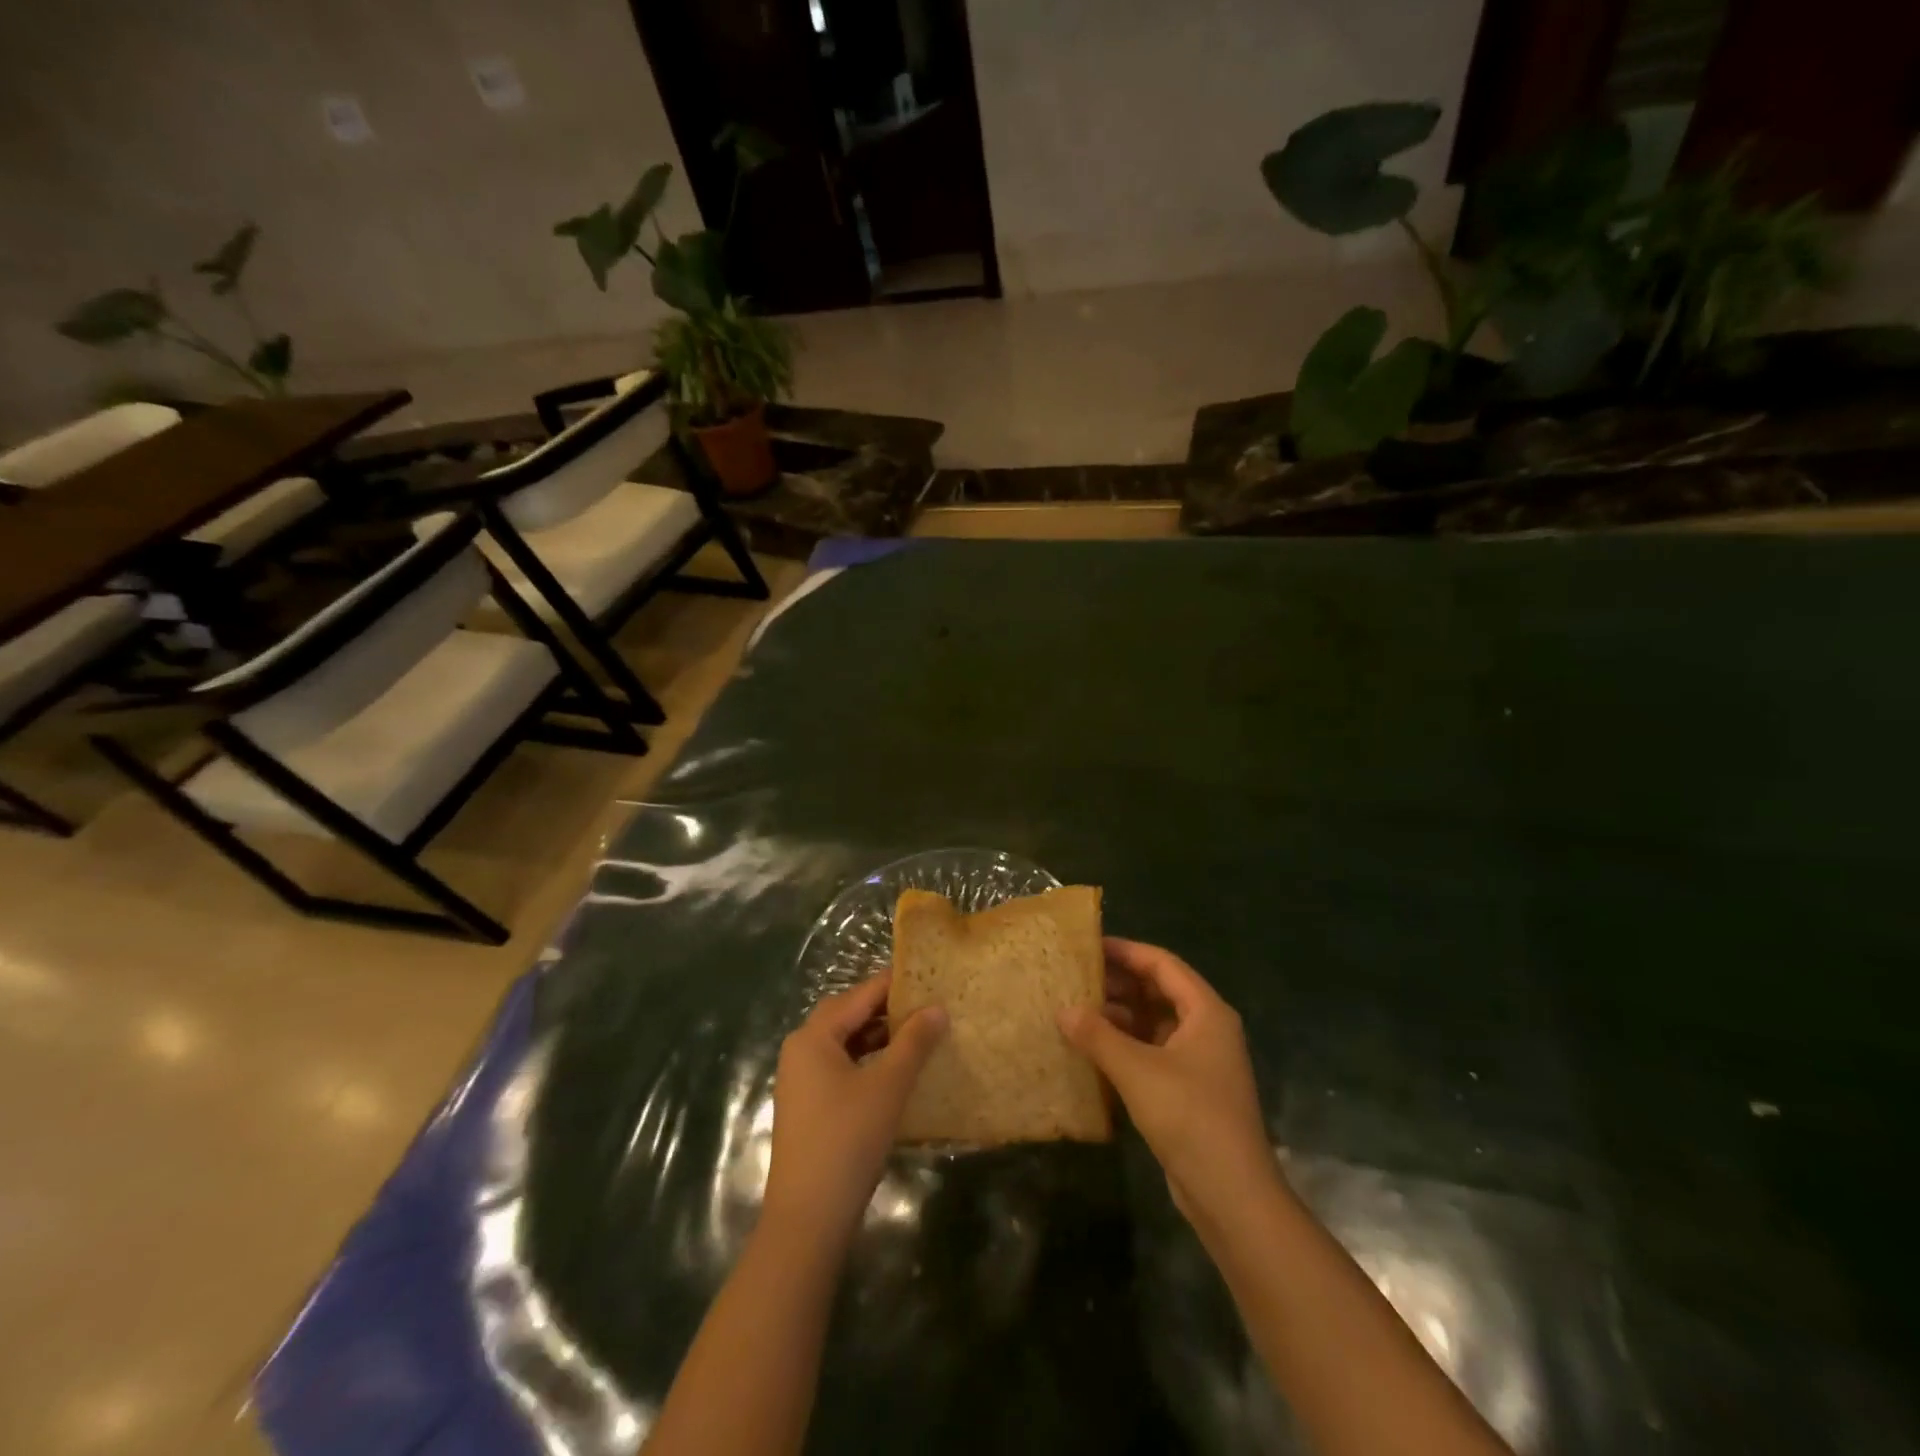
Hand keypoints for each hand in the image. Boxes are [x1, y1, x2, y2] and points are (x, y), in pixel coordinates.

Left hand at [762, 974, 947, 1248]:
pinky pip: (841, 1068)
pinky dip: (868, 1062)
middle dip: (886, 1009)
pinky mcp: (809, 1108)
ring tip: (919, 1035)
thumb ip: (914, 1042)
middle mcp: (801, 1051)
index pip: (859, 995)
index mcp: (813, 1037)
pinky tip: (896, 1072)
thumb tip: (937, 1008)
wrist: (808, 1219)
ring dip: (878, 1037)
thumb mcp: (888, 1085)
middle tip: (926, 1004)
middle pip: (848, 1016)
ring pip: (845, 1044)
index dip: (894, 985)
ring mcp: (801, 1081)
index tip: (929, 977)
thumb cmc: (848, 1139)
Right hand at [1060, 939, 1278, 1238]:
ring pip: (1153, 1023)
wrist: (1232, 1196)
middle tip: (1075, 977)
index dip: (1126, 951)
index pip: (1162, 964)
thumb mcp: (1137, 1071)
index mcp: (1205, 1012)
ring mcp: (1199, 1061)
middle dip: (1118, 983)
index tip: (1088, 946)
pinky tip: (1092, 1050)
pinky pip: (1152, 1052)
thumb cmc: (1189, 1118)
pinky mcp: (1188, 1090)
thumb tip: (1063, 1010)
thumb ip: (1098, 1036)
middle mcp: (1206, 1029)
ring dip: (1119, 1016)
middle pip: (1158, 991)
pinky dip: (1125, 1045)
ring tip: (1075, 1010)